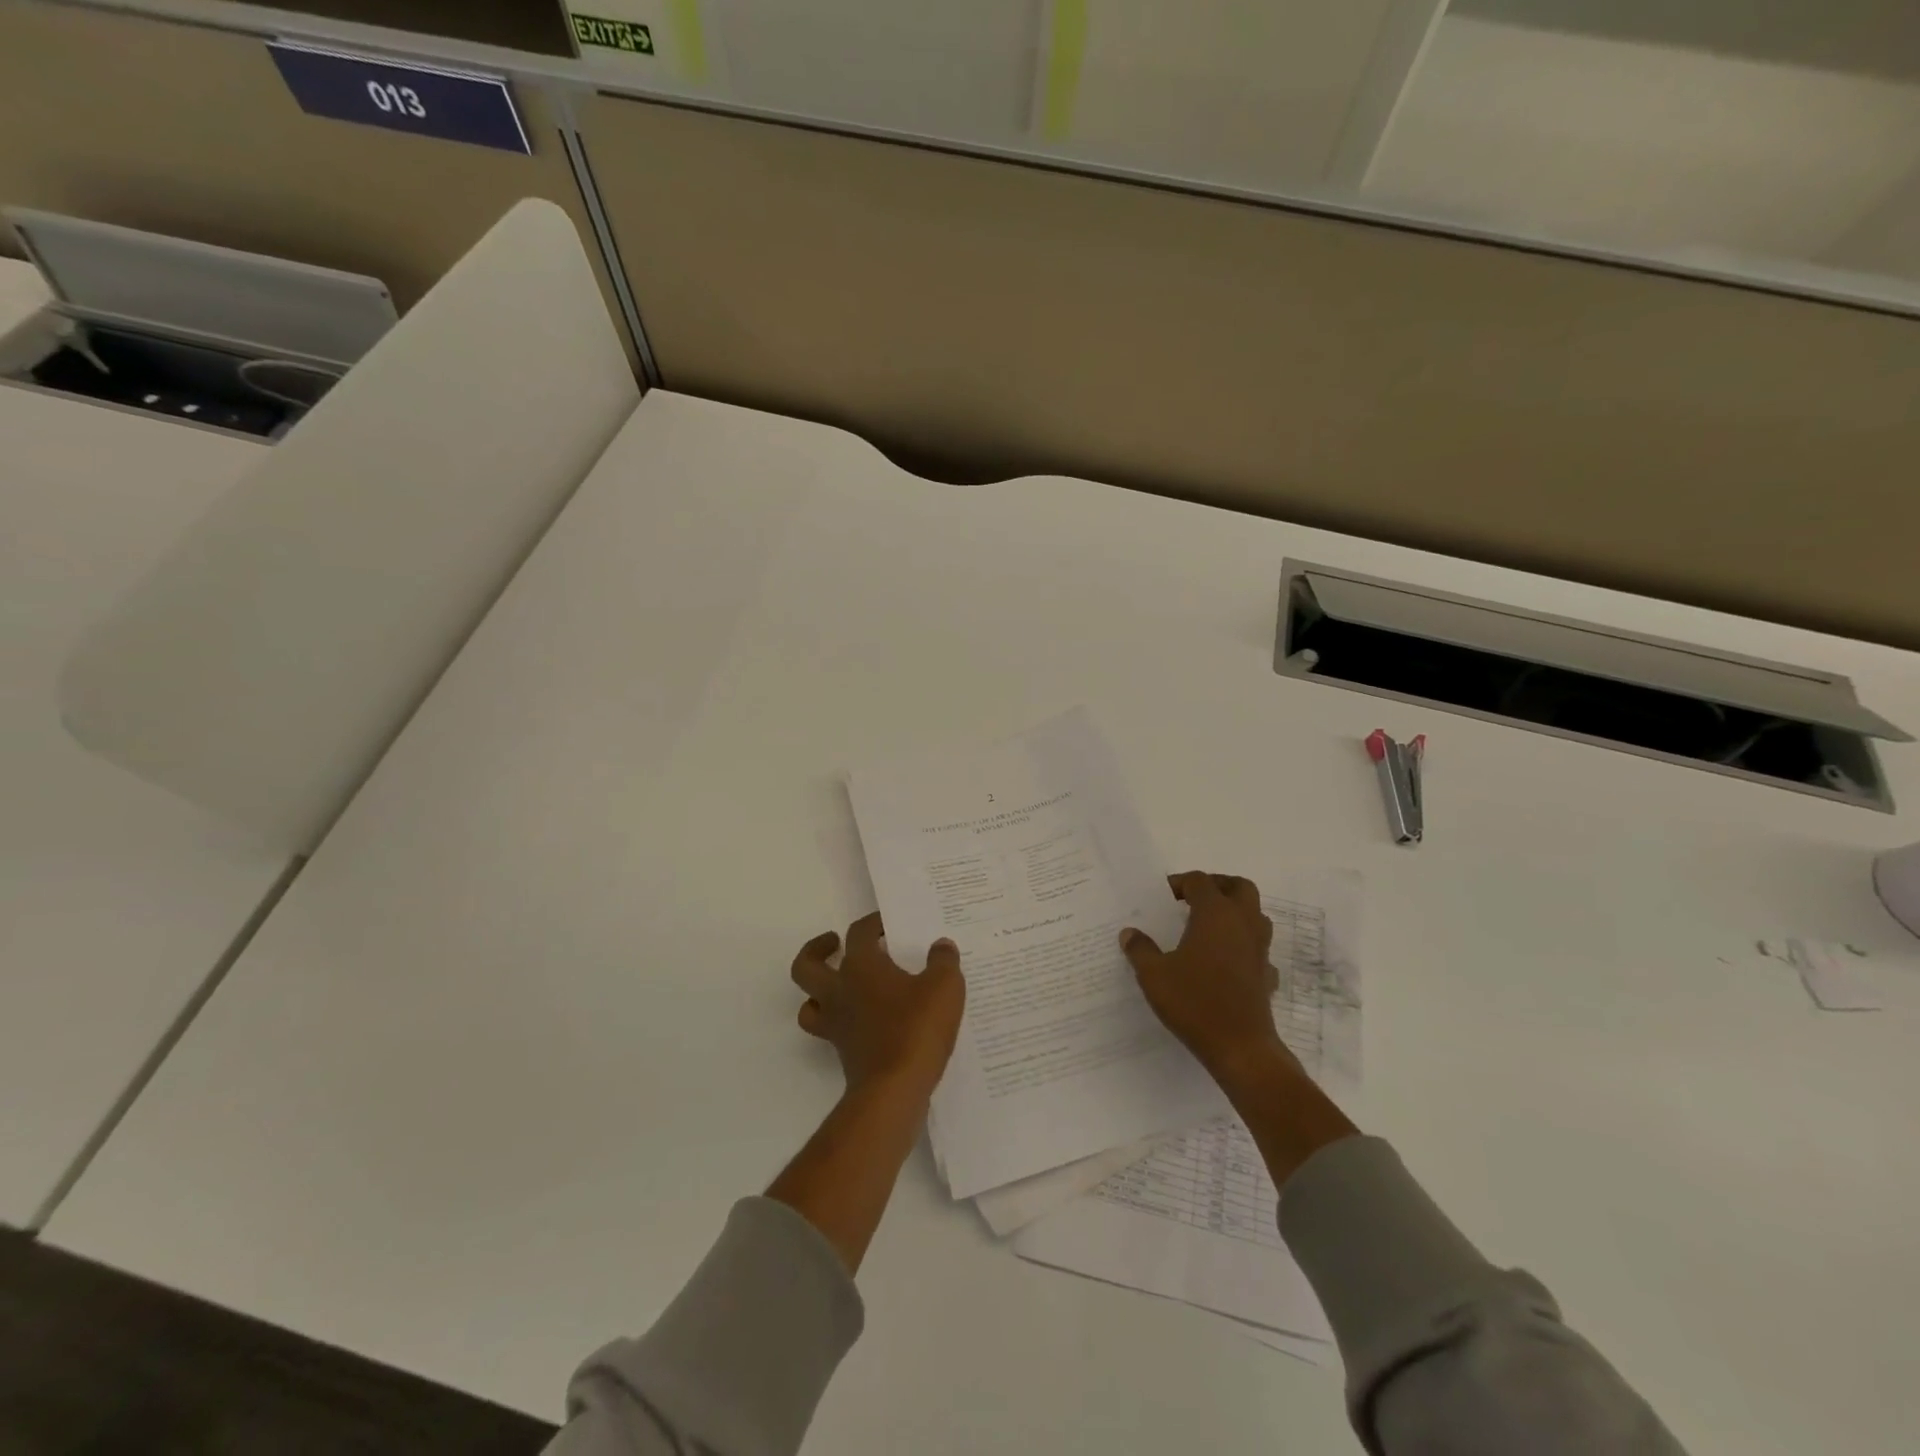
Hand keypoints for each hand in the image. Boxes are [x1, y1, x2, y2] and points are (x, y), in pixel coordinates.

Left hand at [790, 913, 965, 1101]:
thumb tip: (941, 946)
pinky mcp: (844, 1053)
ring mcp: (837, 1025)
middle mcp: (839, 992)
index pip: (858, 933)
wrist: (894, 1090)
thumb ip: (943, 961)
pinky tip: (868, 1021)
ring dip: (818, 991)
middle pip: (806, 966)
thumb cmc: (916, 1029)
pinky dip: (842, 1022)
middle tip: (834, 943)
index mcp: (860, 966)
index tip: (888, 924)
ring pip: (809, 1003)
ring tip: (842, 985)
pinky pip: (831, 1030)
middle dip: (816, 950)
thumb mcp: (944, 986)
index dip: (872, 923)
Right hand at [1121, 871, 1291, 1083]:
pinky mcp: (1266, 975)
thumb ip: (1140, 950)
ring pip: (1256, 915)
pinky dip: (1245, 947)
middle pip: (1240, 887)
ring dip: (1236, 912)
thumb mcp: (1154, 975)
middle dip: (1218, 886)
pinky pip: (1259, 949)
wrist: (1240, 1047)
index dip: (1180, 883)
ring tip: (1210, 926)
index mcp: (1215, 914)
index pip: (1200, 881)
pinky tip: (1227, 962)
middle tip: (1195, 898)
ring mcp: (1259, 950)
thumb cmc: (1194, 1002)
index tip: (1163, 896)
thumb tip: (1129, 933)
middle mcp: (1242, 924)